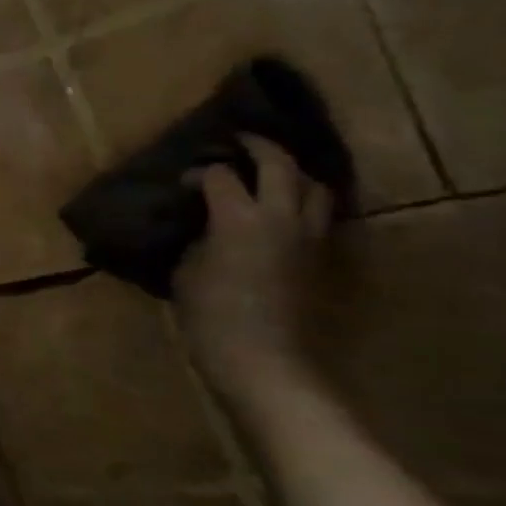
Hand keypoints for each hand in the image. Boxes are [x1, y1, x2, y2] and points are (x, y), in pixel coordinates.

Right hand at [174, 135, 333, 395]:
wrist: (266, 363)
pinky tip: (283, 212)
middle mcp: (283, 217)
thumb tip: (203, 222)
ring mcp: (312, 238)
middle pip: (280, 164)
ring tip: (269, 174)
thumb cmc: (211, 316)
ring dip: (292, 172)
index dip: (197, 172)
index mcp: (240, 217)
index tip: (181, 183)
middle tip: (236, 142)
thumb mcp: (186, 269)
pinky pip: (321, 215)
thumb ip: (197, 236)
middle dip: (258, 147)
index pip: (219, 175)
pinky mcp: (325, 259)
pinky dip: (303, 202)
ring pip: (314, 186)